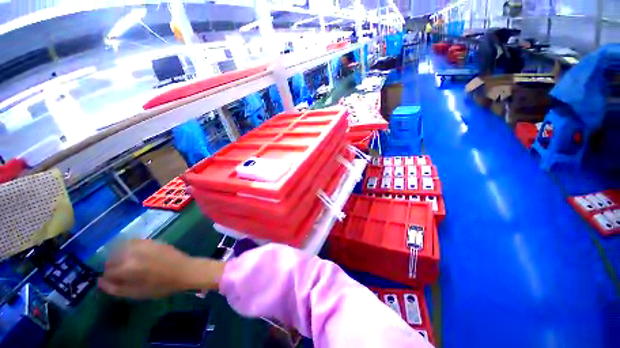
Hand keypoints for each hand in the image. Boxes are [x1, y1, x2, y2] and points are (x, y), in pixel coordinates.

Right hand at [98, 239, 224, 298]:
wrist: (184, 270)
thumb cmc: (160, 286)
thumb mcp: (135, 293)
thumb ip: (115, 288)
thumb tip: (100, 281)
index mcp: (126, 268)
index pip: (107, 271)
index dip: (109, 278)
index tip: (116, 281)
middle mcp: (132, 253)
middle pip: (112, 258)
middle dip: (113, 265)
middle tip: (123, 273)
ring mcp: (143, 244)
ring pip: (121, 248)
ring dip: (120, 255)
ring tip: (130, 264)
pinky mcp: (152, 240)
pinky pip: (134, 242)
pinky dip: (130, 247)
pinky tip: (137, 255)